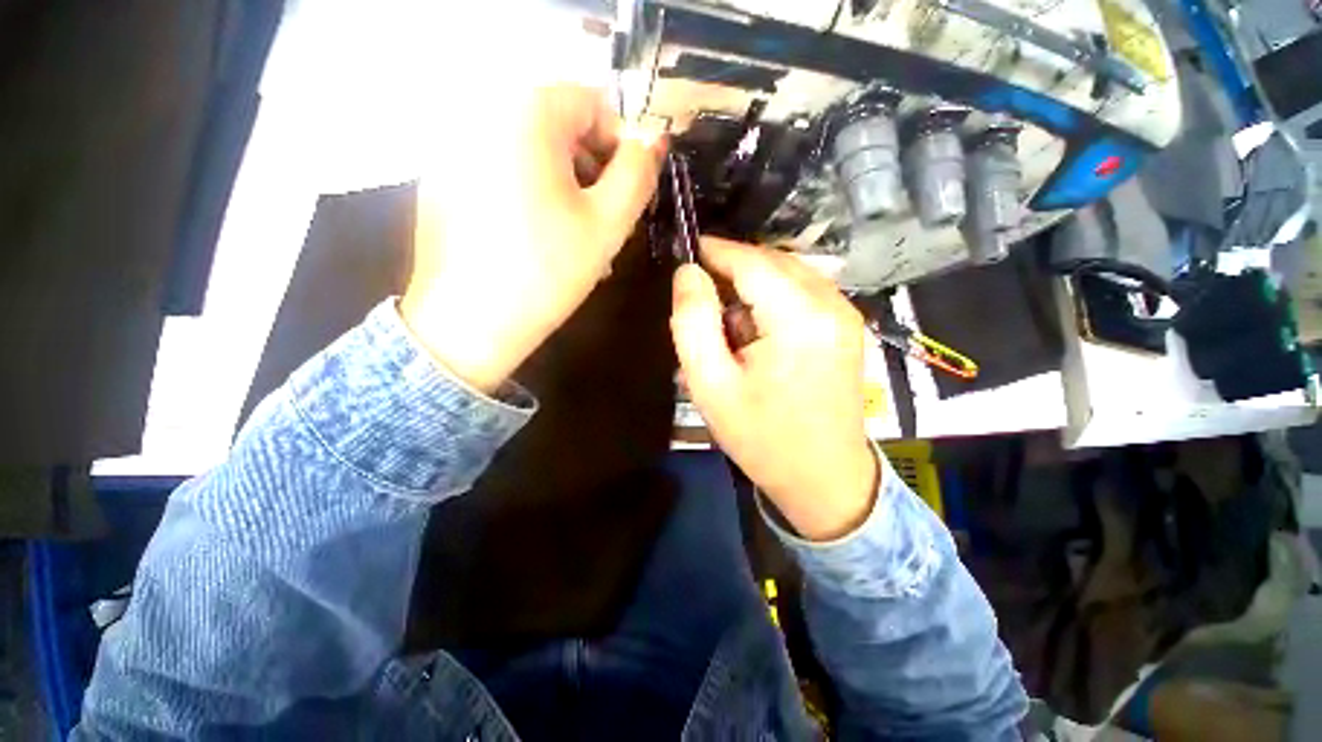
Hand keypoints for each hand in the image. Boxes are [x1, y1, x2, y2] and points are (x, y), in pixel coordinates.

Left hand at [401, 85, 665, 391]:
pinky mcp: (443, 183)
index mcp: (525, 113)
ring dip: (567, 190)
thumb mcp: (608, 223)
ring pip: (532, 156)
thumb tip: (652, 140)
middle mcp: (481, 114)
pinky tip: (540, 241)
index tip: (628, 194)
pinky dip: (532, 198)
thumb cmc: (548, 270)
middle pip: (559, 129)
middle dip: (593, 172)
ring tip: (579, 240)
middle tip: (607, 223)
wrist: (470, 324)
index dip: (620, 146)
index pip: (592, 104)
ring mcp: (455, 149)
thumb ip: (638, 174)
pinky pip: (503, 175)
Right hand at [671, 238, 878, 540]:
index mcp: (799, 318)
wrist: (823, 478)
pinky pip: (803, 291)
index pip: (751, 260)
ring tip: (726, 318)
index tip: (685, 252)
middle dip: (732, 267)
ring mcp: (846, 313)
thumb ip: (693, 321)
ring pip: (788, 272)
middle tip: (700, 294)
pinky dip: (773, 296)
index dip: (715, 250)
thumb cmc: (761, 437)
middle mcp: (832, 304)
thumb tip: (688, 273)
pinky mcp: (847, 326)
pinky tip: (757, 329)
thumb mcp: (710, 384)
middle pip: (772, 261)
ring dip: (752, 284)